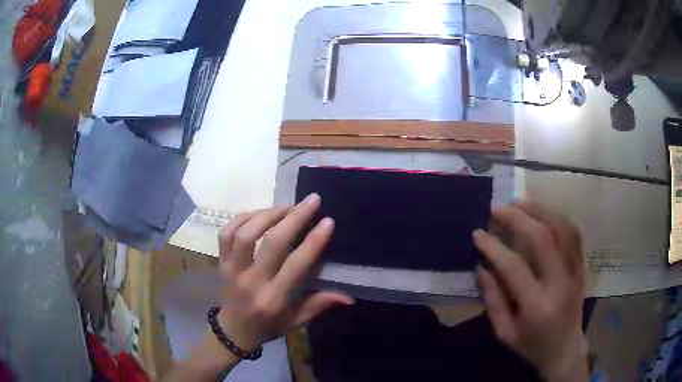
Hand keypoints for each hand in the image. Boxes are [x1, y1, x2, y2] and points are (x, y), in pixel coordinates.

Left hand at [216, 193, 353, 351]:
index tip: (328, 221)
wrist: (233, 330)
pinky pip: (227, 232)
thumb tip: (349, 296)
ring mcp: (232, 269)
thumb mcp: (296, 321)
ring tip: (287, 206)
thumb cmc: (269, 326)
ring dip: (268, 214)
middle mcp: (251, 281)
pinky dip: (243, 218)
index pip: (295, 265)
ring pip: (246, 233)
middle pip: (272, 243)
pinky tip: (260, 213)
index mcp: (273, 299)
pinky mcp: (221, 261)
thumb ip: (319, 305)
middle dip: (294, 217)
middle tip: (311, 200)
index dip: (313, 241)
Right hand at [473, 201, 587, 381]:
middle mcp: (559, 283)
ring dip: (539, 210)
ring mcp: (575, 271)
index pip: (514, 267)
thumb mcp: (504, 333)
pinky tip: (543, 214)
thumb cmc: (532, 346)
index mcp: (537, 306)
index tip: (478, 233)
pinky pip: (573, 233)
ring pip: (562, 228)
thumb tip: (482, 267)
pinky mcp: (582, 266)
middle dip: (517, 218)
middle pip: (542, 238)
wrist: (565, 349)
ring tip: (519, 203)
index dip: (494, 247)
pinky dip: (557, 217)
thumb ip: (493, 300)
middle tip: (497, 209)